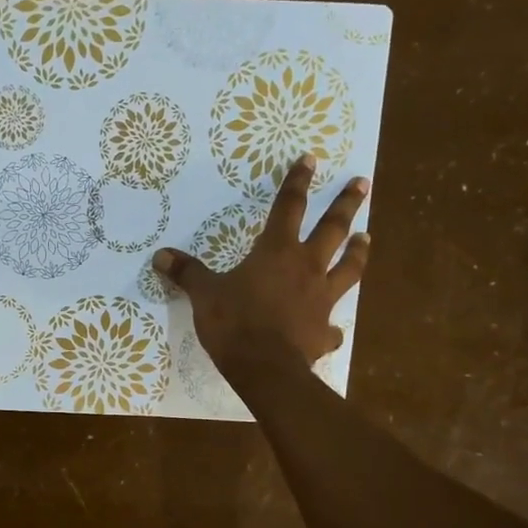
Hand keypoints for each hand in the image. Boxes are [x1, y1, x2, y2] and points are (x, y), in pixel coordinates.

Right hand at [153, 158, 369, 379]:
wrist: (264, 368)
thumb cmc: (234, 323)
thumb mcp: (204, 294)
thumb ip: (187, 273)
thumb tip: (160, 255)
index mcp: (276, 252)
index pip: (288, 208)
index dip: (297, 182)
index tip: (310, 160)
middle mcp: (306, 268)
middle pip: (333, 229)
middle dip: (346, 205)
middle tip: (364, 184)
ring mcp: (321, 299)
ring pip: (348, 268)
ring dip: (359, 252)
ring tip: (367, 237)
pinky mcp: (323, 331)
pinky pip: (332, 327)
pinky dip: (332, 327)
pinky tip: (333, 330)